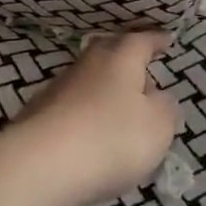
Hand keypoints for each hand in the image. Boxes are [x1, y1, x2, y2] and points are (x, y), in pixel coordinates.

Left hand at [6, 32, 179, 205]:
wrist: (41, 166)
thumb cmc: (112, 138)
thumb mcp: (158, 126)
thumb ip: (165, 108)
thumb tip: (158, 97)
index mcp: (120, 58)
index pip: (141, 40)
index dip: (155, 40)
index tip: (166, 39)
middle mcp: (87, 64)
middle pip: (109, 53)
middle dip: (126, 60)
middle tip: (142, 72)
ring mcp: (58, 88)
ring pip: (88, 80)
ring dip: (104, 90)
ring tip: (119, 111)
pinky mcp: (38, 115)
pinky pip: (71, 107)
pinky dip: (84, 115)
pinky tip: (90, 135)